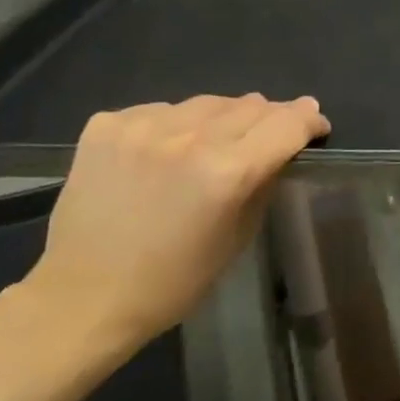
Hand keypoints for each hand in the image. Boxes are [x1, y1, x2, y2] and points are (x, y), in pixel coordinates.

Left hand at [22, 94, 329, 356]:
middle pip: (251, 105)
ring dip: (222, 119)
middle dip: (270, 119)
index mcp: (228, 172)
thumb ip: (264, 182)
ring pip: (207, 103)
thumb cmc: (174, 280)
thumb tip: (280, 149)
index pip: (288, 123)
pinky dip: (173, 126)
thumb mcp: (239, 234)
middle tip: (267, 139)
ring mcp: (142, 127)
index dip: (309, 120)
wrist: (84, 298)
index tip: (315, 126)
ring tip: (213, 145)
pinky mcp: (106, 127)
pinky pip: (160, 110)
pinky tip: (165, 152)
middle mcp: (189, 139)